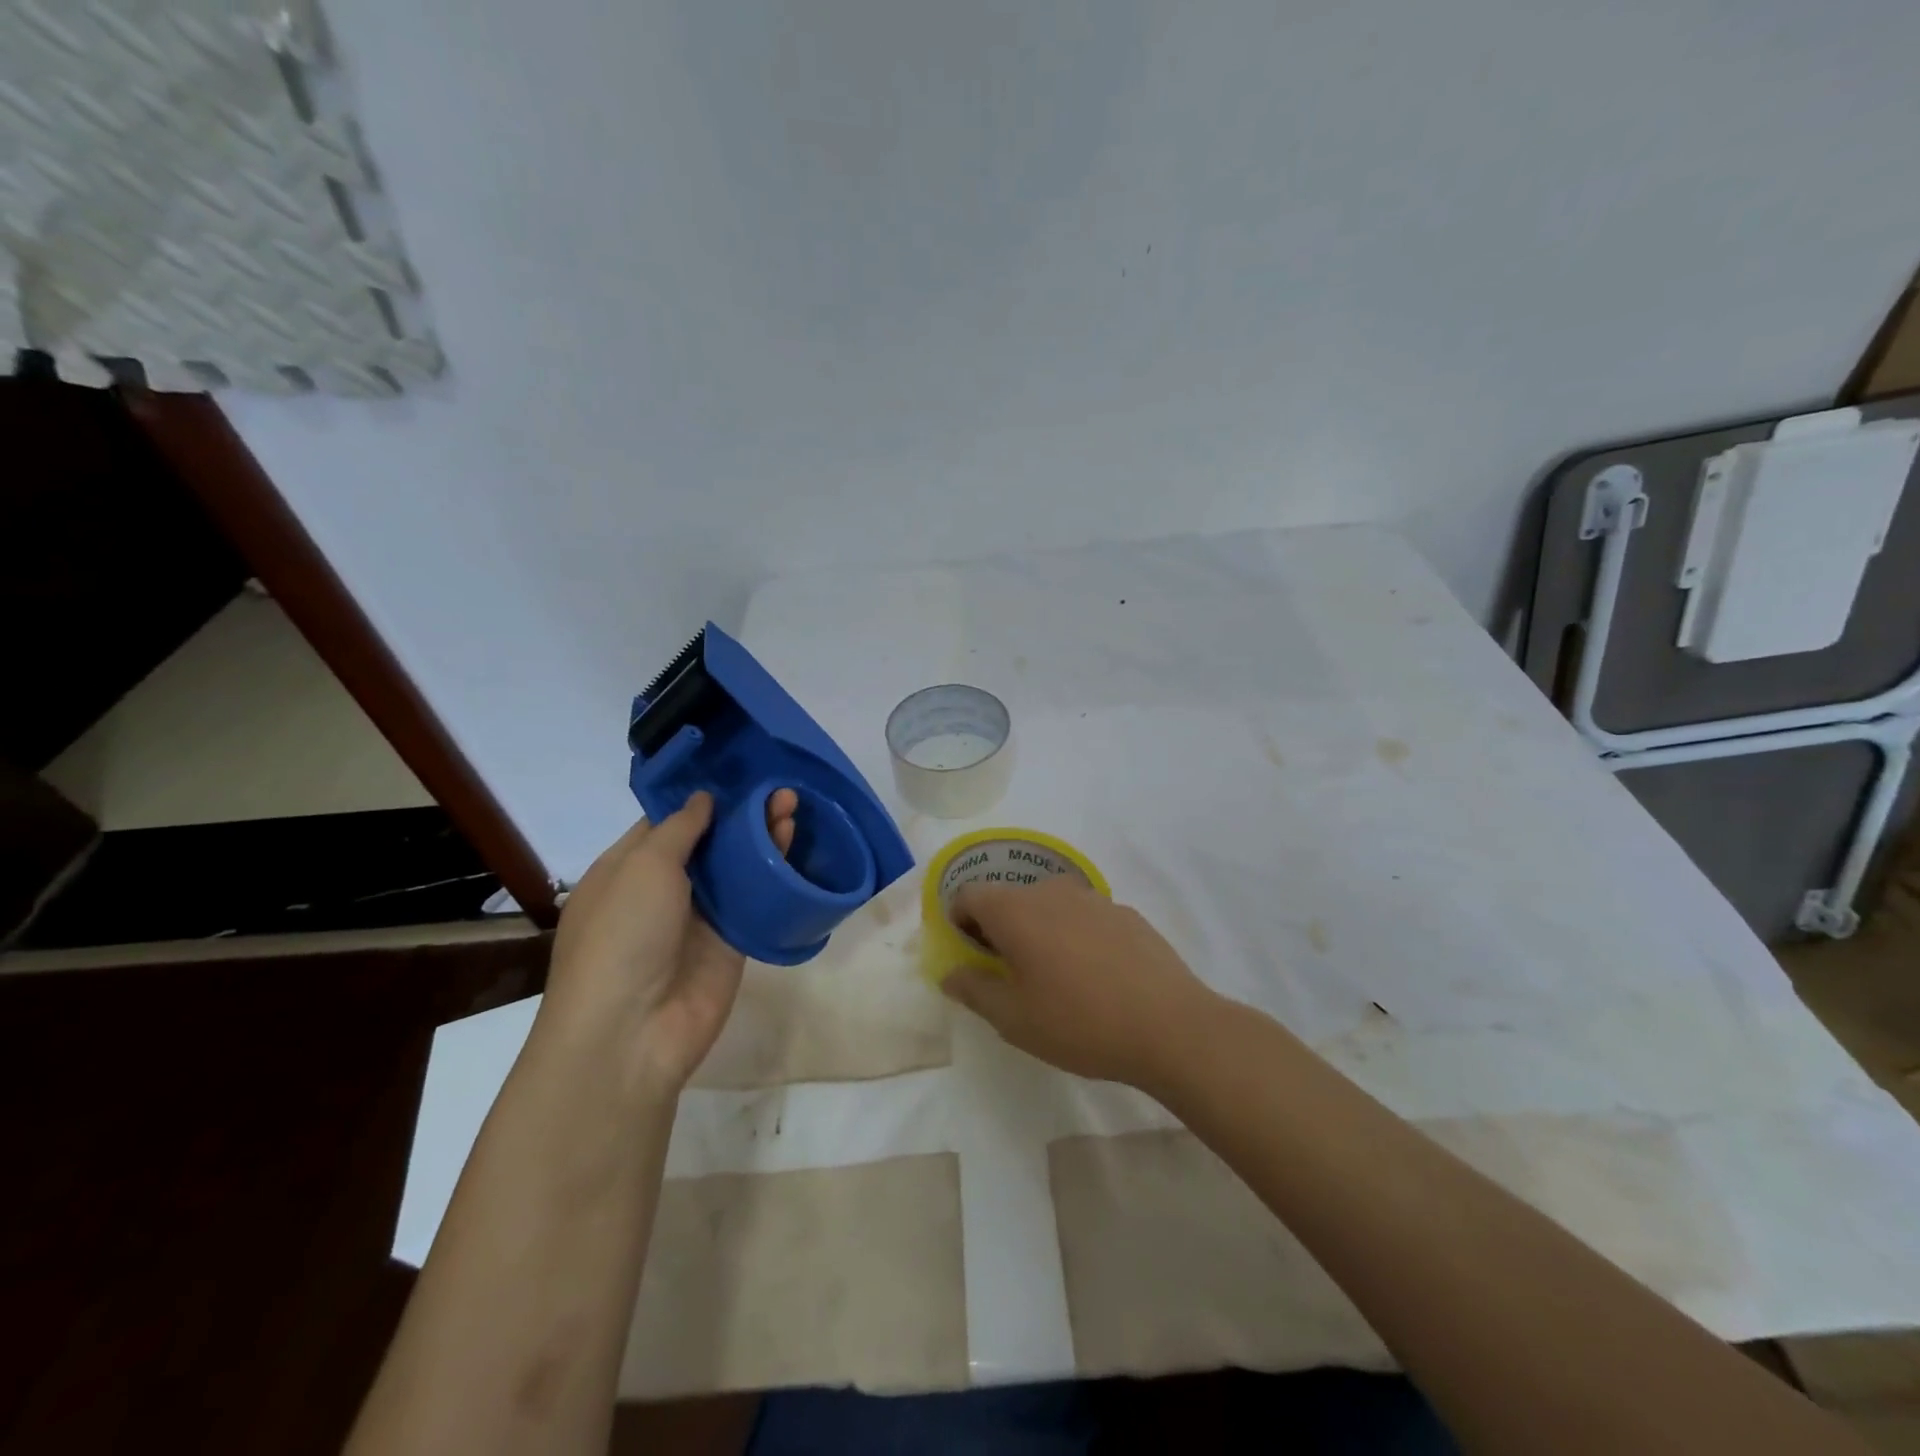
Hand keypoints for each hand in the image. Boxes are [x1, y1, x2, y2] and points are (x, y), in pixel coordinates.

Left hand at [540, 789, 796, 1095]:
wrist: (632, 1030)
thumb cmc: (622, 935)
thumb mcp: (642, 866)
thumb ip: (679, 828)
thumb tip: (704, 798)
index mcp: (627, 868)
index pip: (667, 822)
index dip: (701, 797)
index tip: (737, 770)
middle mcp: (664, 889)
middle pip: (709, 842)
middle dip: (741, 813)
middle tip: (777, 786)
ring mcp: (700, 916)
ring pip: (737, 867)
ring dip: (762, 836)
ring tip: (793, 803)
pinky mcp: (733, 940)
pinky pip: (756, 898)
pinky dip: (775, 871)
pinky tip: (796, 841)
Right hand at [940, 876, 1220, 1089]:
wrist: (1170, 1026)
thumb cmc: (1079, 1023)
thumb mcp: (1013, 1019)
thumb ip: (973, 989)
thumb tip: (951, 972)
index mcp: (1016, 910)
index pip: (969, 894)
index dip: (959, 921)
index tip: (970, 956)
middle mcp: (1051, 891)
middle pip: (1009, 898)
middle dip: (999, 928)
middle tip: (1009, 973)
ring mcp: (1093, 898)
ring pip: (1049, 905)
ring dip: (1039, 930)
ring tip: (1054, 977)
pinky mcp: (1126, 912)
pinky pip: (1083, 916)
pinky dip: (1074, 934)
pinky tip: (1095, 976)